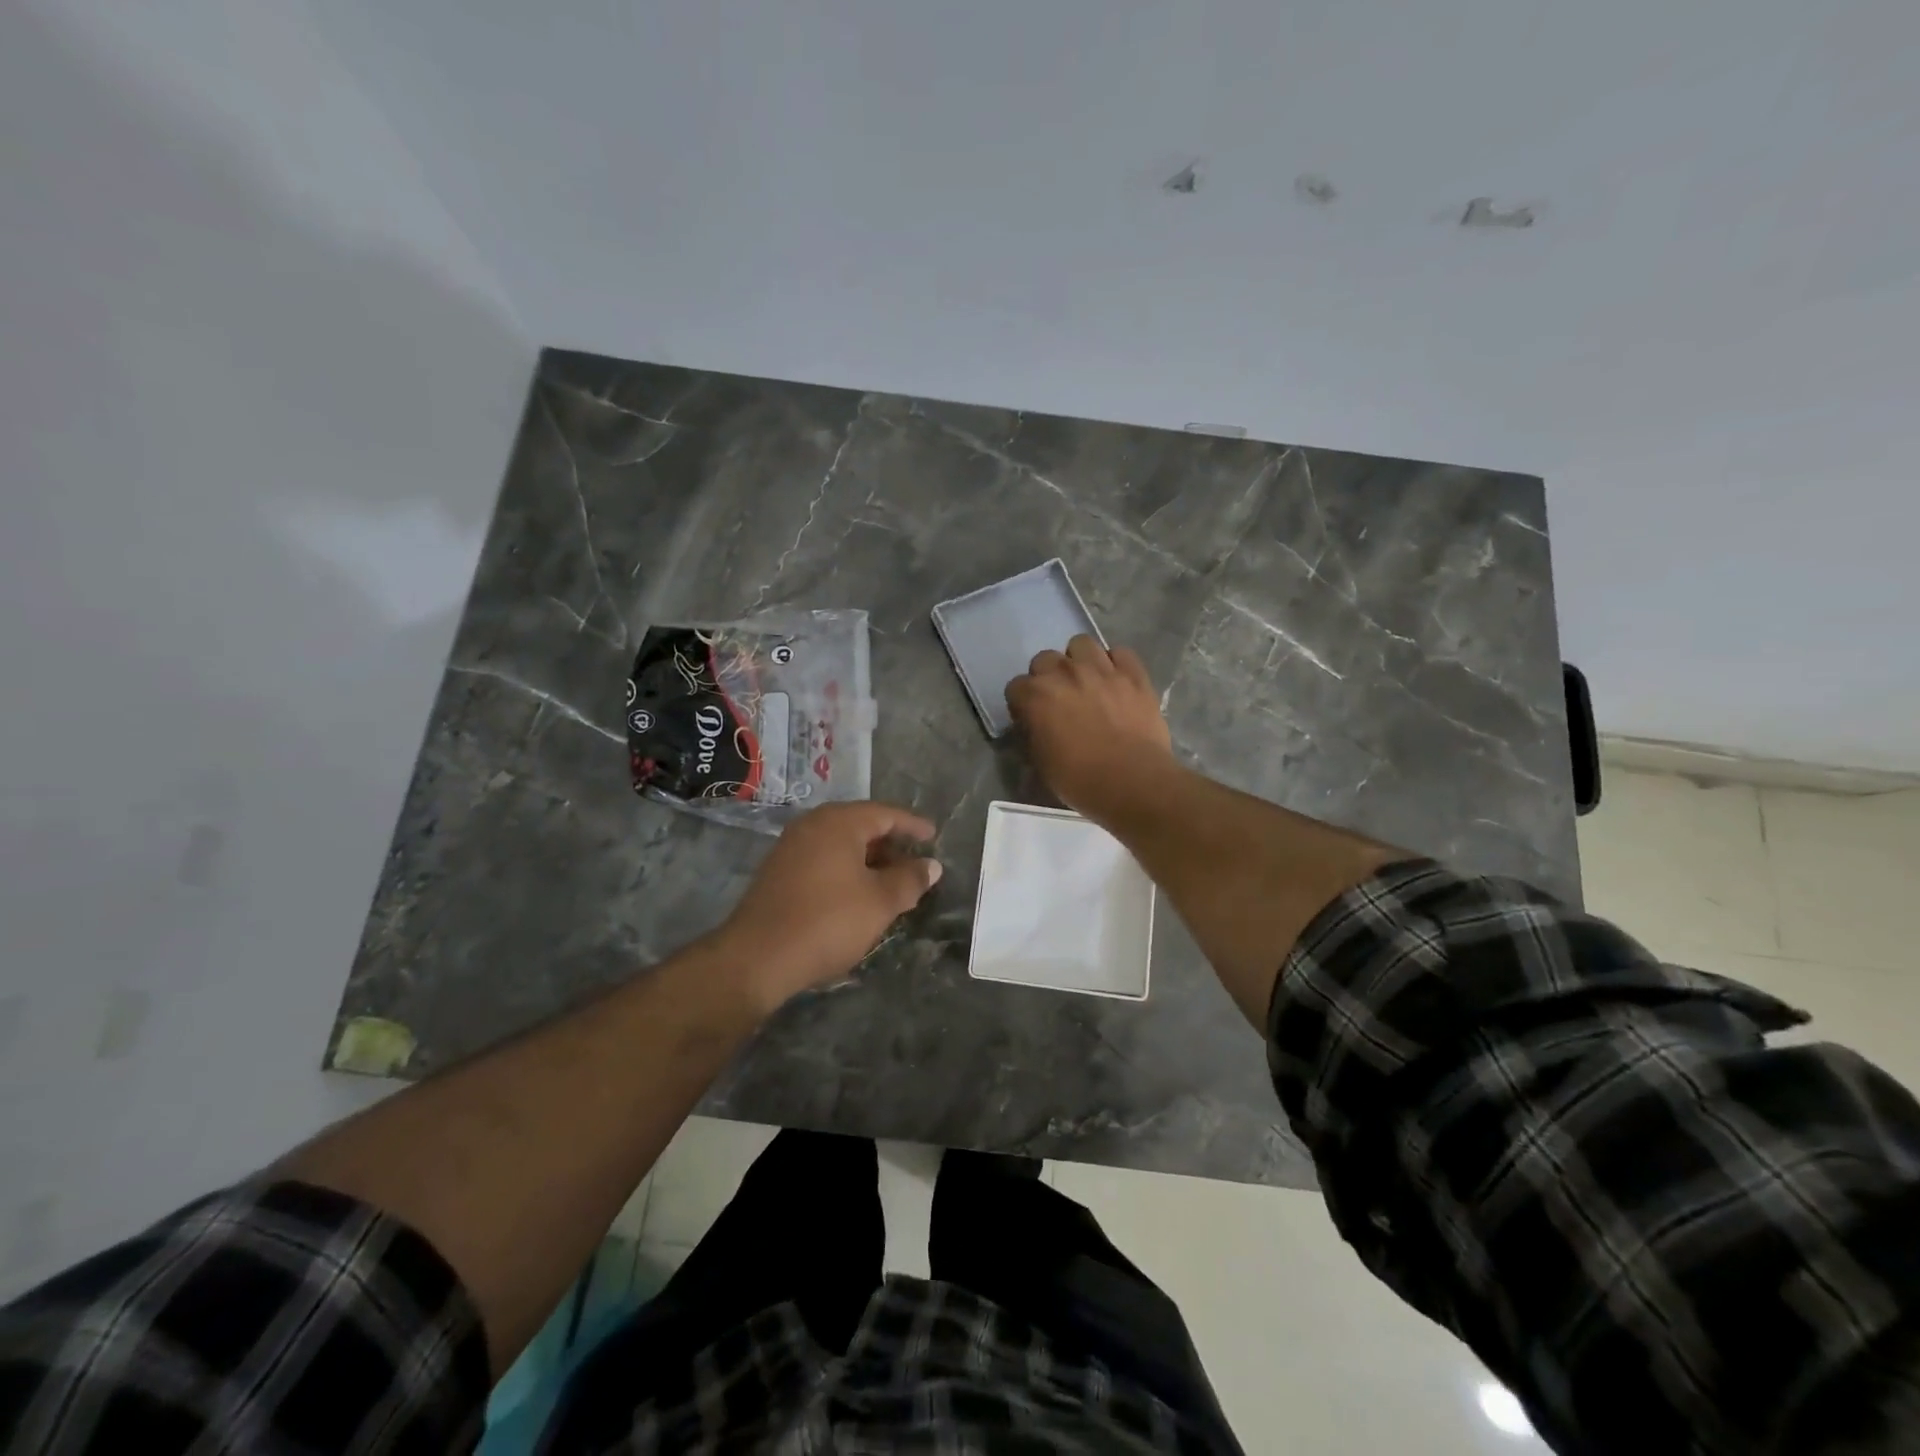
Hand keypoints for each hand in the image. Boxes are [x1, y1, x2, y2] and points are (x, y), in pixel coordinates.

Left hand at [719, 801, 941, 1009]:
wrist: (757, 958)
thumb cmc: (828, 921)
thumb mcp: (880, 902)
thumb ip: (909, 880)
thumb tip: (931, 866)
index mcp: (839, 822)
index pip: (886, 813)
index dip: (913, 825)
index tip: (935, 836)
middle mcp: (813, 825)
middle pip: (862, 825)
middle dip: (891, 844)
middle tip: (916, 863)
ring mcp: (792, 847)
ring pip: (842, 844)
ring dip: (870, 859)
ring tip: (893, 882)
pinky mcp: (780, 871)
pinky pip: (824, 859)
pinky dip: (847, 870)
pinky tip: (859, 894)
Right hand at [1005, 635, 1173, 817]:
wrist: (1133, 782)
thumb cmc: (1080, 780)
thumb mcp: (1041, 764)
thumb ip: (1033, 735)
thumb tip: (1035, 726)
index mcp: (1036, 696)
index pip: (1016, 687)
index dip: (1022, 703)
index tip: (1031, 718)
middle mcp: (1065, 673)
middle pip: (1044, 659)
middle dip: (1047, 676)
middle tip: (1059, 699)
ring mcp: (1101, 669)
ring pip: (1081, 644)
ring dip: (1079, 660)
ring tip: (1087, 681)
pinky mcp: (1133, 674)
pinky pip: (1120, 653)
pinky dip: (1115, 664)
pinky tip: (1116, 681)